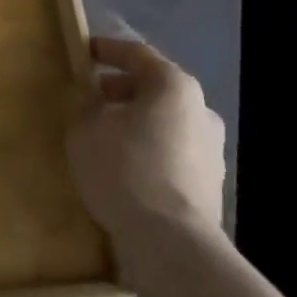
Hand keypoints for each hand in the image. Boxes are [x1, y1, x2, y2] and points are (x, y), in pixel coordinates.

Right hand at [68, 36, 225, 244]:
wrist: (172, 247)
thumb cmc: (126, 169)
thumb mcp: (86, 128)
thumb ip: (86, 104)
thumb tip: (92, 98)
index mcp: (174, 85)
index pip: (136, 53)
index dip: (107, 50)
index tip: (85, 52)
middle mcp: (201, 111)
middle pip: (155, 89)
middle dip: (121, 91)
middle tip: (92, 98)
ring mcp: (212, 152)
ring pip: (165, 125)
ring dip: (137, 125)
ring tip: (104, 137)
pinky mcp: (211, 189)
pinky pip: (172, 157)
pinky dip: (149, 154)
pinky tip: (124, 170)